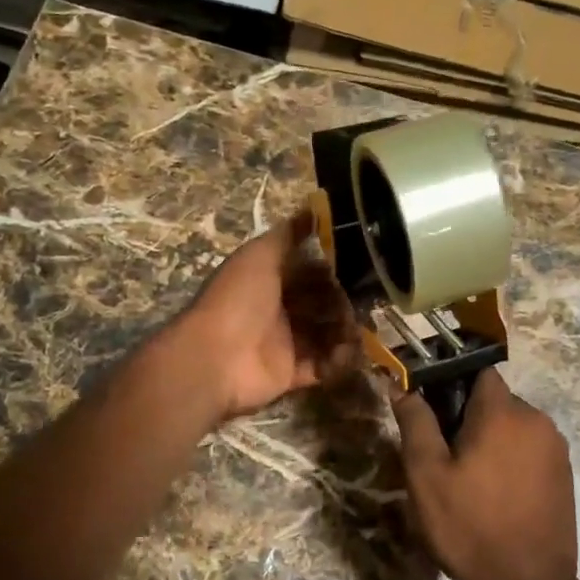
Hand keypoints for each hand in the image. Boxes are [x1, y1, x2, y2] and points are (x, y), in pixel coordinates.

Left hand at [180, 208, 358, 421]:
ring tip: (357, 329)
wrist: (213, 358)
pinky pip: (323, 366)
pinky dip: (338, 361)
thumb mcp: (260, 255)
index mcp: (269, 280)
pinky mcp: (290, 373)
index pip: (310, 271)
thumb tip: (314, 206)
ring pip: (326, 334)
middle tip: (365, 302)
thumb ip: (287, 234)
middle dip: (344, 301)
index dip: (334, 268)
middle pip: (322, 303)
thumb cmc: (238, 300)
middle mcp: (278, 309)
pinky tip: (349, 353)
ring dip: (346, 331)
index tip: (362, 265)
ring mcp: (285, 343)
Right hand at [393, 370, 579, 579]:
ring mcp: (556, 449)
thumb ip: (415, 422)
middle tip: (443, 455)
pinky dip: (510, 461)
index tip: (430, 409)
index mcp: (503, 412)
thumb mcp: (427, 474)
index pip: (476, 371)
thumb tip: (400, 384)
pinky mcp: (564, 476)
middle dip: (468, 418)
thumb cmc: (468, 525)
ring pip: (513, 427)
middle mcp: (537, 420)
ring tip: (468, 481)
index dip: (450, 383)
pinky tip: (494, 496)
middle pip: (494, 401)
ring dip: (490, 441)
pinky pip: (530, 451)